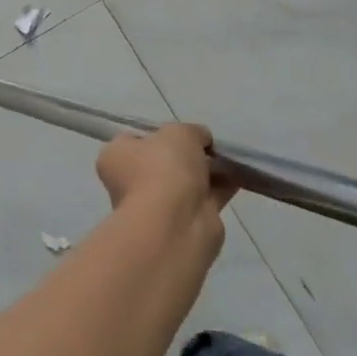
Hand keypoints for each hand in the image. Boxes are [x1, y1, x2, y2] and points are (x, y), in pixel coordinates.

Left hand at [97, 123, 235, 223]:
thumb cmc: (164, 168)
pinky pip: (204, 198)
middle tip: (210, 146)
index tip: (181, 132)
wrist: (176, 224)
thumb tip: (201, 140)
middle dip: (188, 155)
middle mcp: (131, 181)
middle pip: (163, 161)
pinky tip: (240, 176)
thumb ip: (192, 132)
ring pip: (186, 181)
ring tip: (232, 159)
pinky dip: (221, 188)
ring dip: (207, 171)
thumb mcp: (180, 132)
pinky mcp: (183, 223)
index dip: (159, 134)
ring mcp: (157, 205)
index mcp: (116, 156)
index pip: (134, 139)